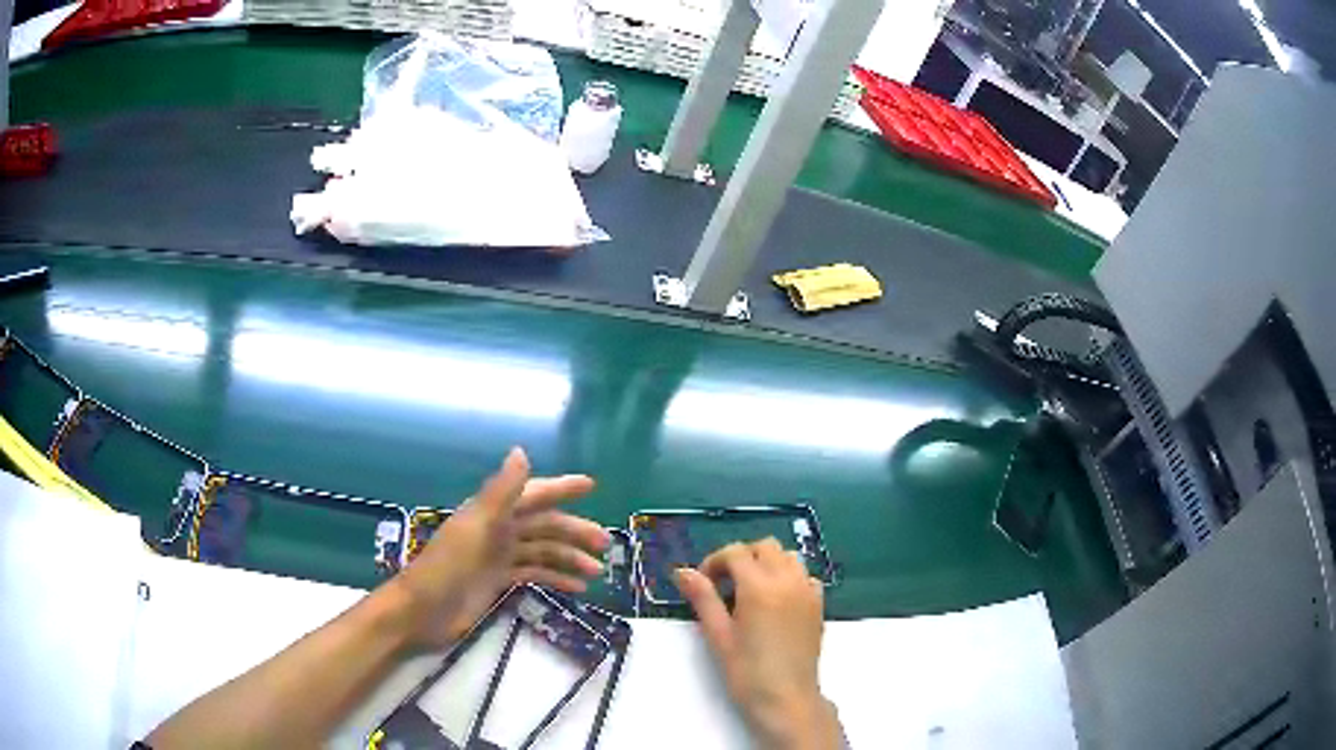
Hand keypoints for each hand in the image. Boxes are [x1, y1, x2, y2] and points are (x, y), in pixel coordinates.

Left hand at [392, 447, 608, 648]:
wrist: (422, 611)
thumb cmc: (447, 567)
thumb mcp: (476, 527)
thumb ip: (501, 492)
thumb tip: (521, 451)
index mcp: (492, 513)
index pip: (533, 494)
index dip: (561, 489)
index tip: (591, 485)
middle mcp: (498, 531)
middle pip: (544, 526)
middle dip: (574, 532)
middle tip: (605, 544)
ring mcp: (498, 558)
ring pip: (542, 551)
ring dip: (569, 559)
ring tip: (596, 572)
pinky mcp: (497, 582)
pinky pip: (533, 575)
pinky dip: (555, 579)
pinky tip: (576, 589)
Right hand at [675, 539, 840, 749]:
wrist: (786, 698)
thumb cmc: (747, 672)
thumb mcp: (719, 635)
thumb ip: (703, 599)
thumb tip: (683, 571)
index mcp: (759, 587)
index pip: (736, 553)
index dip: (715, 561)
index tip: (704, 582)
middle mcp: (787, 581)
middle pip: (765, 547)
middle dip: (742, 557)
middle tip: (724, 584)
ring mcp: (807, 591)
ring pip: (788, 557)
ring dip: (767, 563)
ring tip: (750, 590)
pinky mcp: (818, 605)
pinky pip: (805, 576)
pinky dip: (790, 577)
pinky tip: (776, 601)